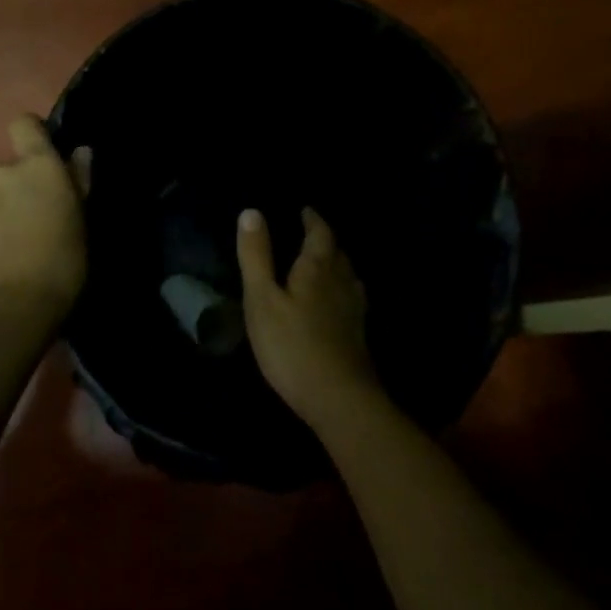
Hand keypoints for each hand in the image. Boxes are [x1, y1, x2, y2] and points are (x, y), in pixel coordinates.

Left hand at [0, 115, 90, 313]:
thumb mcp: (82, 217)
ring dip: (10, 203)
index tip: (50, 155)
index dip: (34, 133)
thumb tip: (79, 152)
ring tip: (27, 235)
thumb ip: (79, 179)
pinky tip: (10, 249)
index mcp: (36, 164)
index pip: (24, 123)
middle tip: (46, 211)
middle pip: (14, 164)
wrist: (15, 305)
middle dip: (26, 181)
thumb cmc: (63, 257)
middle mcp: (3, 171)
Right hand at [237, 206, 380, 428]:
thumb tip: (252, 211)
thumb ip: (257, 255)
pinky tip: (334, 303)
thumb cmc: (292, 345)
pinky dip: (341, 290)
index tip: (304, 210)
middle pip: (337, 252)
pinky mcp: (358, 334)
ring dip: (335, 264)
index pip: (320, 232)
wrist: (339, 399)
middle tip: (309, 234)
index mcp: (318, 267)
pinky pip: (351, 298)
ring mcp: (354, 310)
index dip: (312, 219)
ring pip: (348, 275)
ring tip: (320, 264)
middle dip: (324, 240)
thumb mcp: (262, 298)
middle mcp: (342, 281)